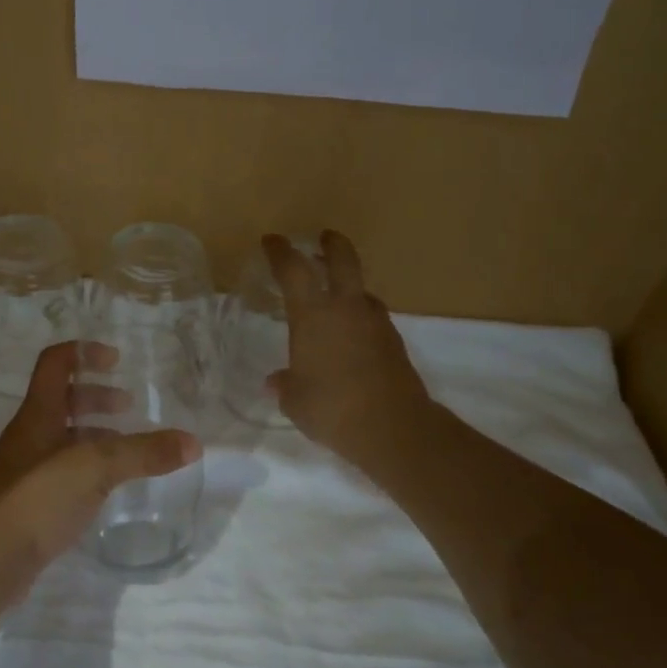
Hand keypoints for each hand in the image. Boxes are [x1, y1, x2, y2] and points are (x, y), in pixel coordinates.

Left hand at [0, 341, 199, 583]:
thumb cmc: (38, 496)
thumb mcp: (95, 467)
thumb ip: (142, 453)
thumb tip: (193, 442)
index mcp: (39, 412)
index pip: (55, 362)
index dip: (84, 352)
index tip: (117, 361)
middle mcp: (30, 434)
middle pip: (62, 399)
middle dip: (96, 396)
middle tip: (129, 407)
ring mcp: (28, 469)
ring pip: (63, 436)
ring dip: (93, 433)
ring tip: (127, 447)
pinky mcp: (31, 501)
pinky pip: (64, 470)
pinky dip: (88, 467)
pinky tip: (109, 487)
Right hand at [265, 230, 434, 470]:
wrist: (394, 429)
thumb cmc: (331, 408)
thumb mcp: (295, 400)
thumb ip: (285, 385)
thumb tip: (275, 381)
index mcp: (313, 315)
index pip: (293, 269)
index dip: (280, 251)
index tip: (272, 241)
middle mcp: (346, 308)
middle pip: (343, 260)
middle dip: (332, 244)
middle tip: (324, 238)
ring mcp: (375, 323)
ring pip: (362, 291)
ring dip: (348, 287)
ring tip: (335, 298)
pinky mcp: (394, 342)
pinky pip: (373, 318)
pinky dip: (360, 318)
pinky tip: (351, 338)